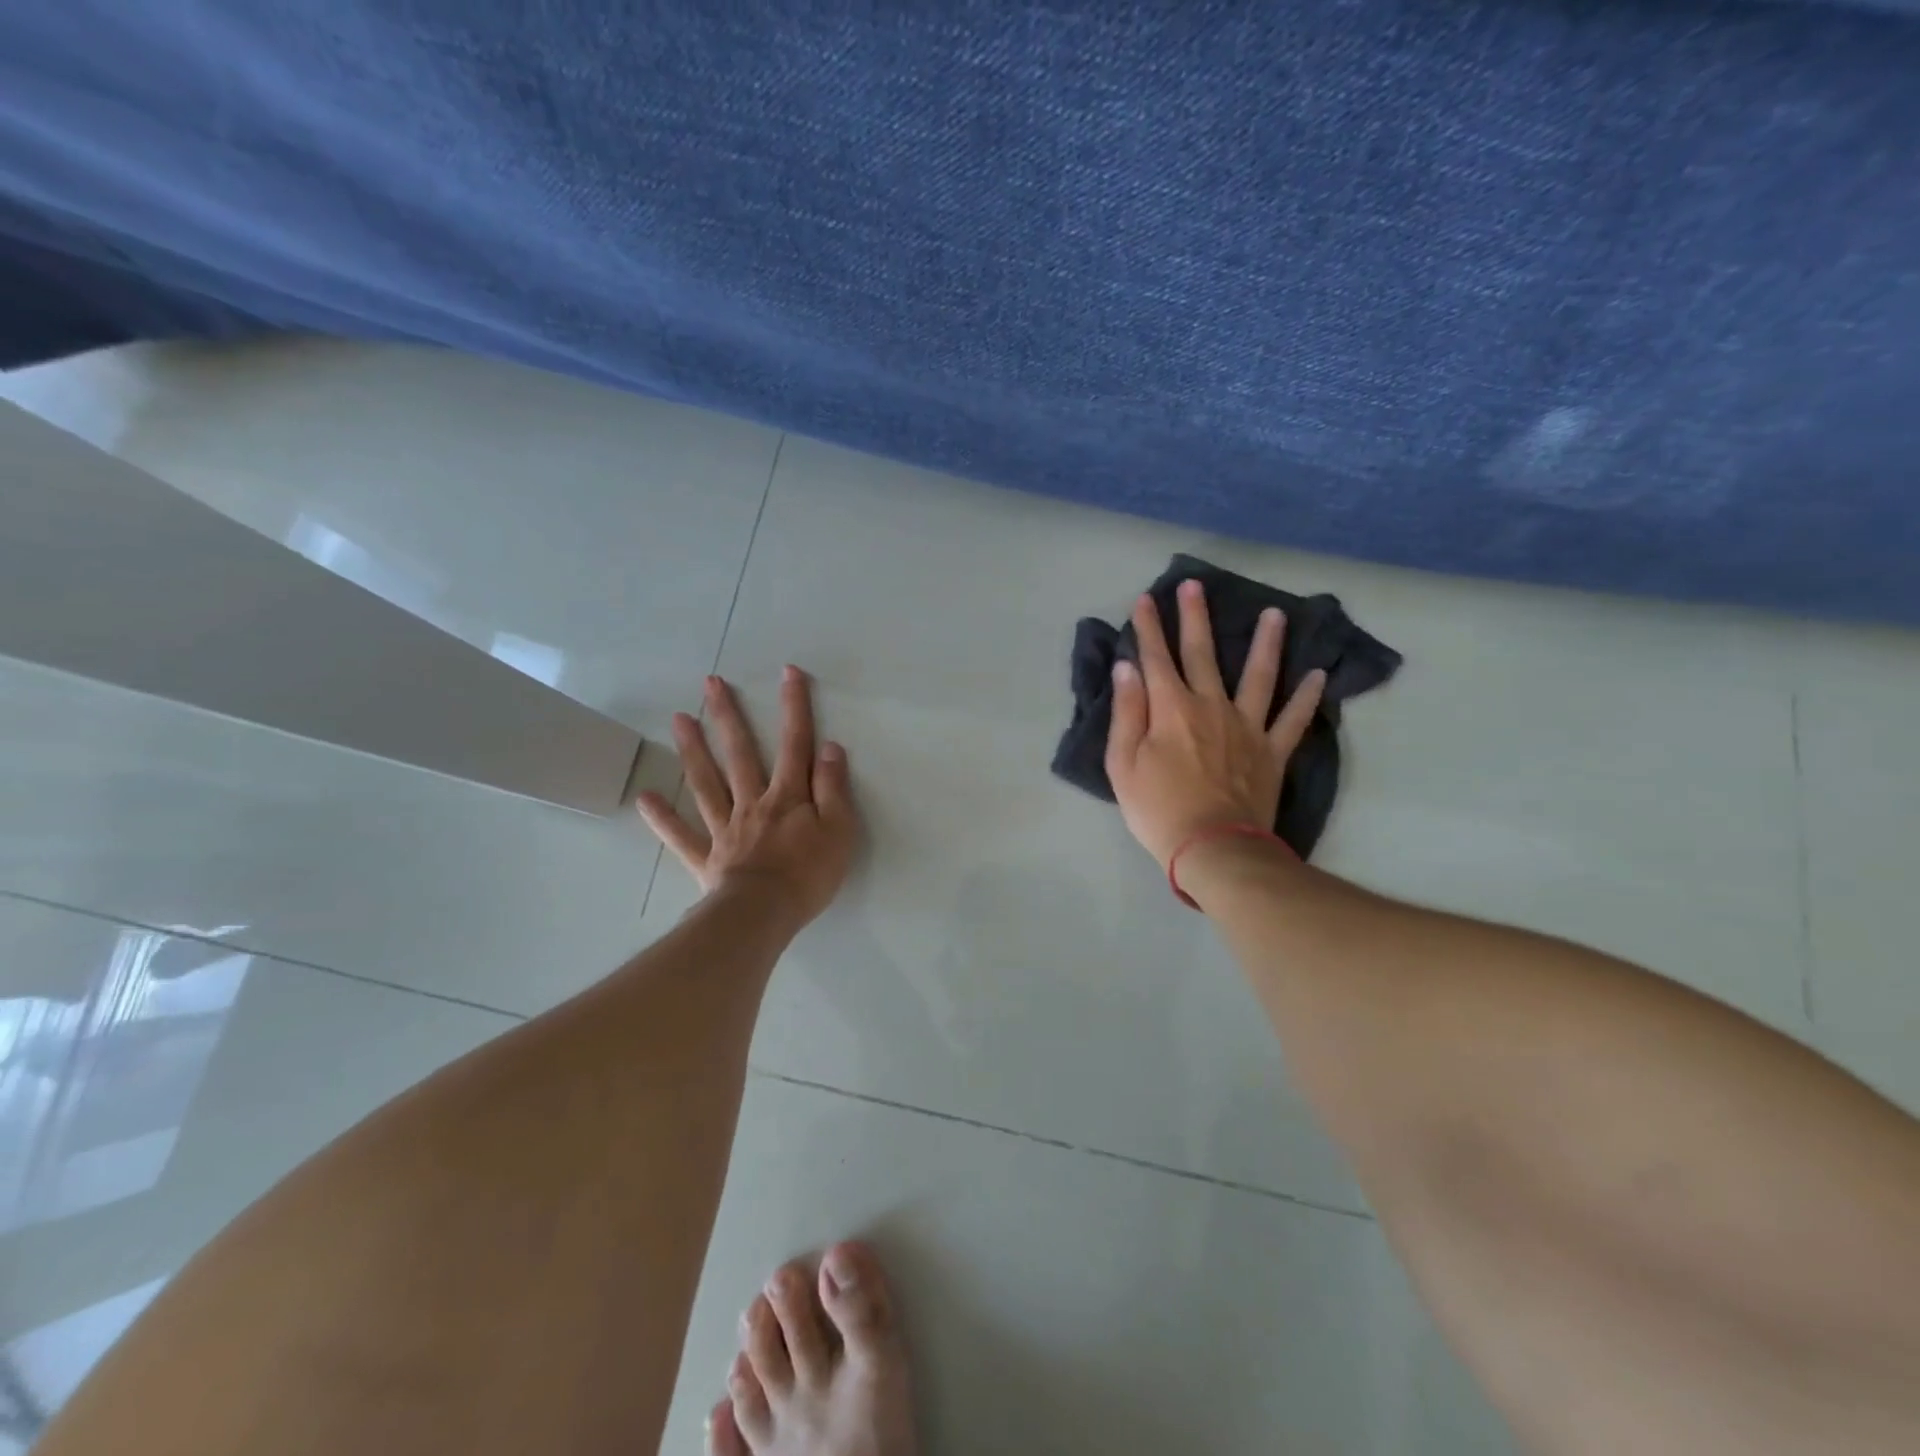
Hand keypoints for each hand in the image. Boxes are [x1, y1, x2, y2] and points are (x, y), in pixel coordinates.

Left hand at [637, 666, 857, 926]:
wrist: (764, 915)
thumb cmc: (809, 874)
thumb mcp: (839, 830)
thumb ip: (833, 788)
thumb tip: (829, 747)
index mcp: (788, 797)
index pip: (794, 744)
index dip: (794, 707)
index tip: (788, 673)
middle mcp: (752, 803)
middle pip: (740, 754)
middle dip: (729, 717)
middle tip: (712, 684)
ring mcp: (725, 829)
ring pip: (707, 783)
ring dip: (693, 750)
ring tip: (680, 719)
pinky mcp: (707, 858)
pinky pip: (682, 836)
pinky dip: (664, 818)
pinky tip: (645, 799)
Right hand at [1105, 579, 1325, 868]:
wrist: (1213, 847)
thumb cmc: (1157, 808)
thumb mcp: (1123, 764)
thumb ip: (1127, 712)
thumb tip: (1128, 668)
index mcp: (1171, 709)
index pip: (1156, 658)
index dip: (1149, 627)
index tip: (1145, 598)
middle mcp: (1211, 706)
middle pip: (1203, 654)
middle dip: (1195, 617)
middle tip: (1195, 585)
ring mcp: (1247, 727)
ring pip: (1259, 675)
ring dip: (1266, 643)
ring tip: (1275, 614)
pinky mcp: (1272, 752)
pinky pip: (1293, 719)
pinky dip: (1308, 697)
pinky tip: (1319, 675)